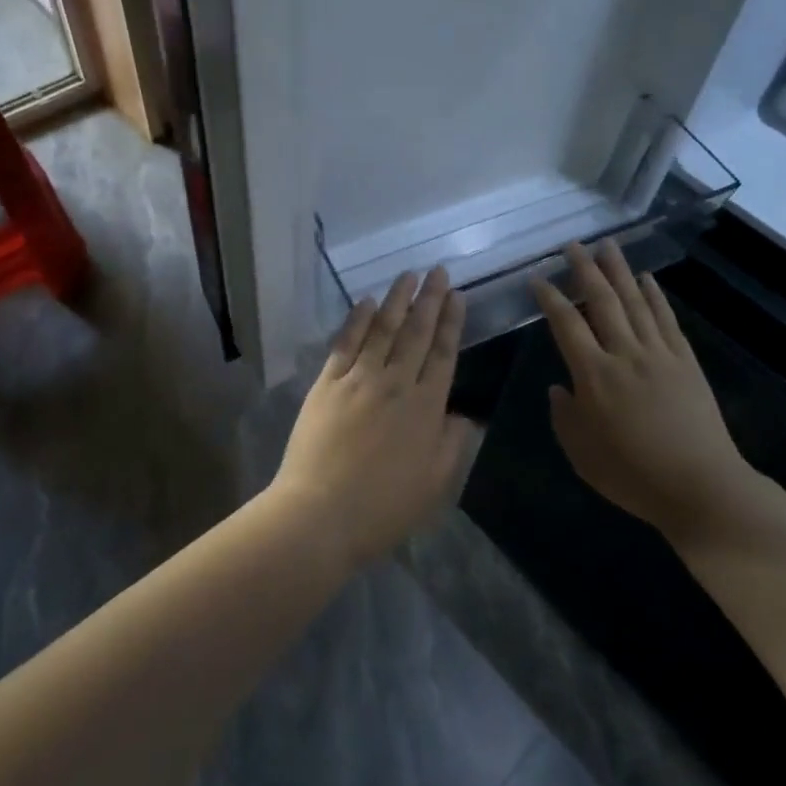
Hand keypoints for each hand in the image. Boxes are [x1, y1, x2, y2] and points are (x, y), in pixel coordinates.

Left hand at [270, 267, 471, 569]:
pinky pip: (345, 343)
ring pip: (382, 329)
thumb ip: (453, 443)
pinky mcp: (327, 383)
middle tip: (439, 271)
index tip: (458, 296)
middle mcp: (395, 383)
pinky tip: (365, 301)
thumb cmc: (383, 507)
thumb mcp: (436, 484)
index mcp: (426, 407)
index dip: (452, 323)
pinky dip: (356, 320)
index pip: (444, 354)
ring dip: (396, 299)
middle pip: (416, 332)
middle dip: (430, 299)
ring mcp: (358, 379)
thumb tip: (464, 414)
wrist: (321, 514)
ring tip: (409, 275)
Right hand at [531, 240, 754, 546]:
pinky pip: (667, 319)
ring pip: (635, 302)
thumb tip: (559, 388)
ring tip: (607, 246)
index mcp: (594, 375)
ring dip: (620, 271)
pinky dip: (655, 295)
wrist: (700, 486)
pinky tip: (646, 279)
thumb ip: (564, 416)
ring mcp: (659, 354)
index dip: (551, 298)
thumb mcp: (582, 454)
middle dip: (585, 270)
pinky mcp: (686, 361)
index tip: (539, 278)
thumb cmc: (633, 475)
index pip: (567, 324)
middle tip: (573, 245)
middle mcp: (625, 354)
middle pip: (602, 301)